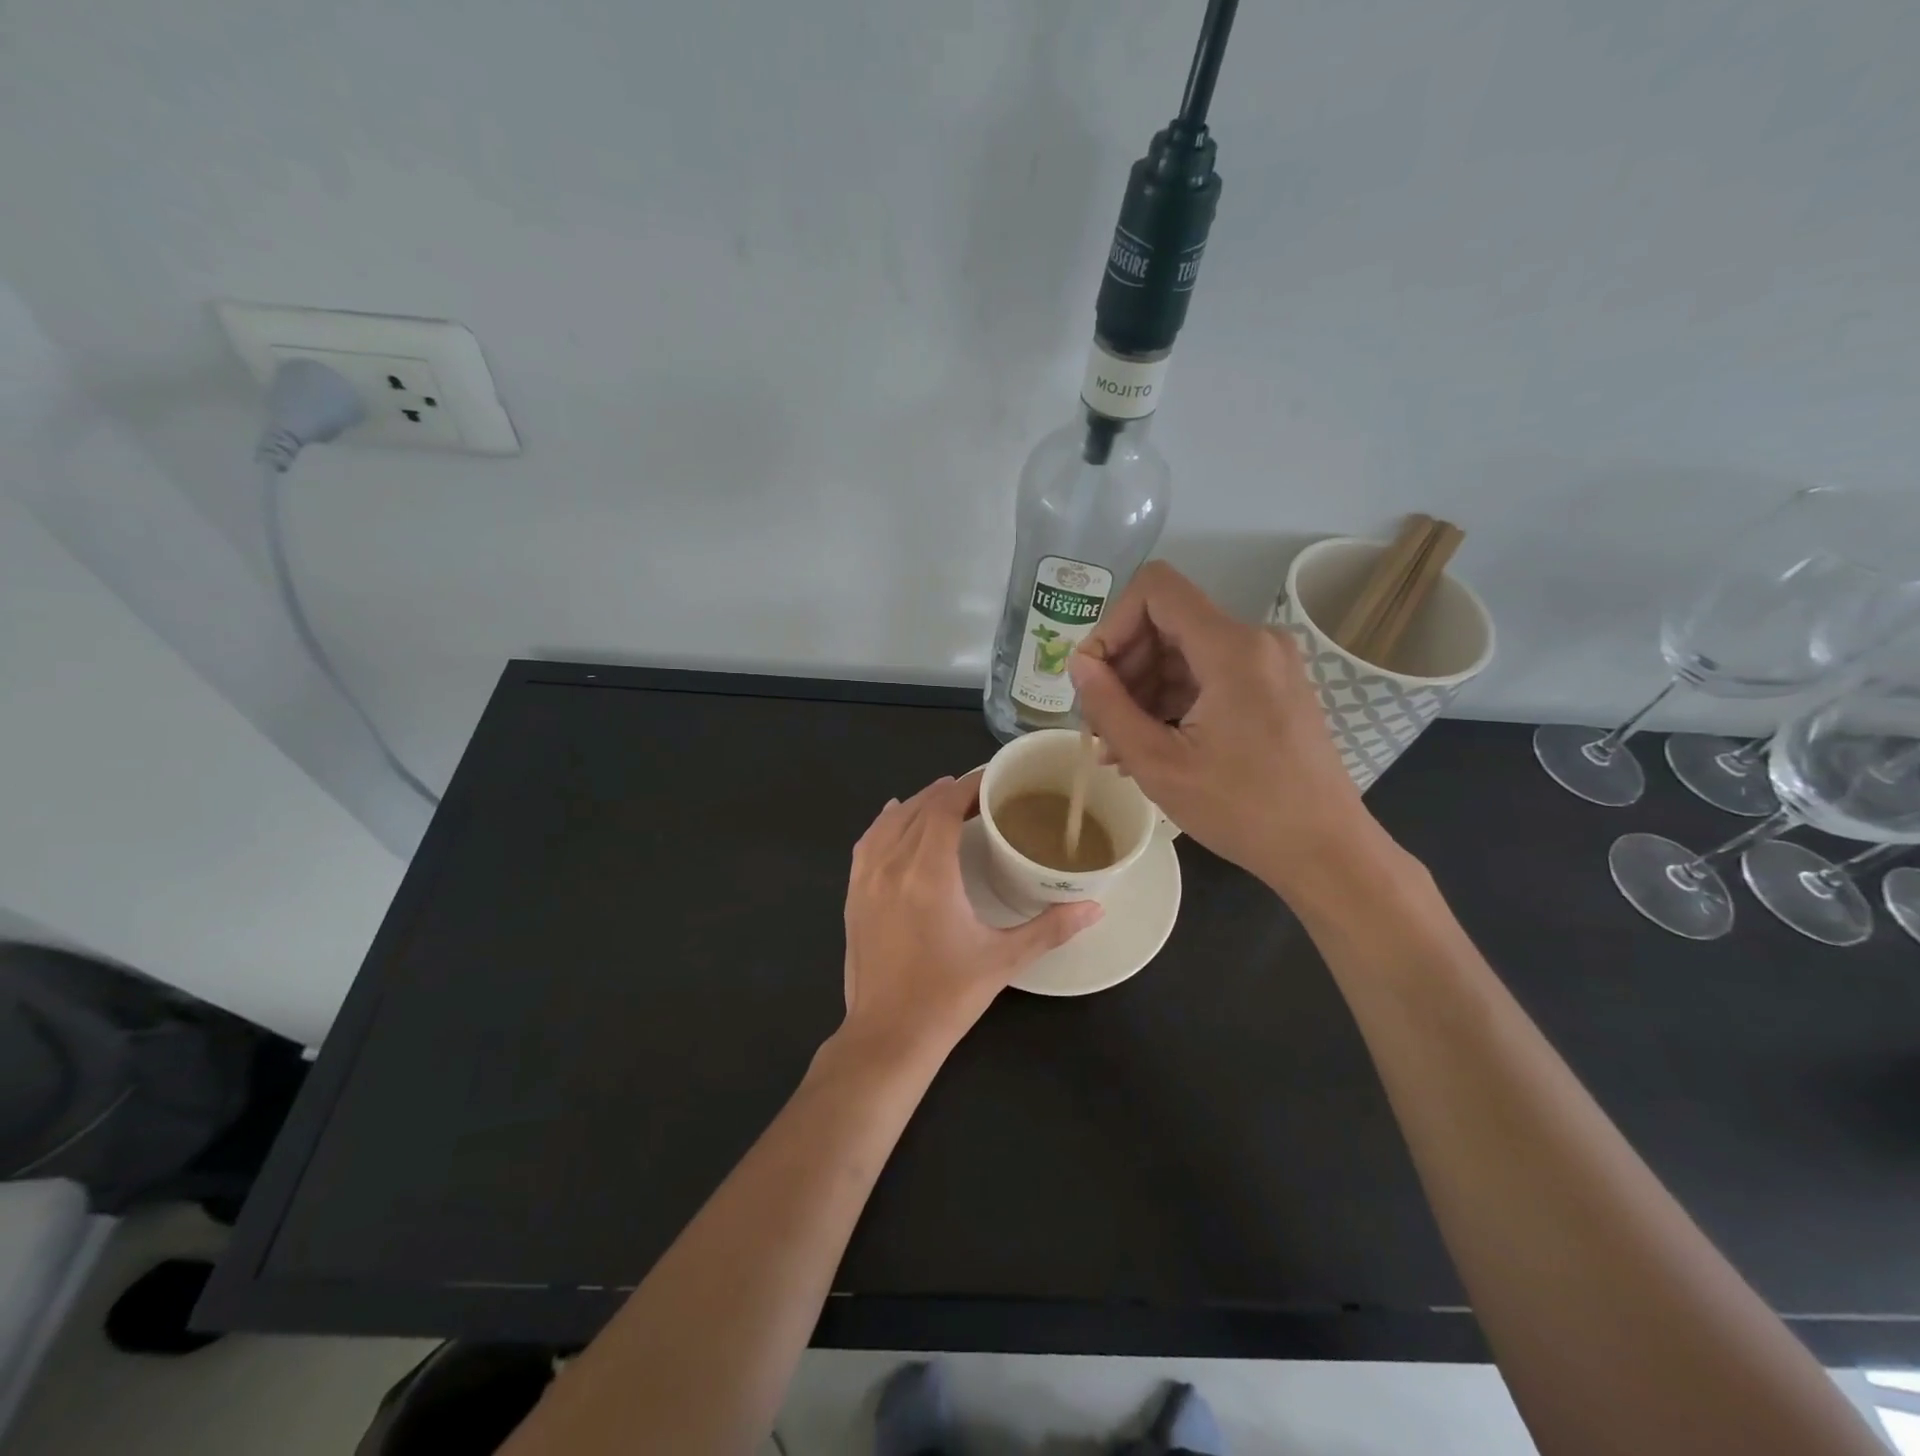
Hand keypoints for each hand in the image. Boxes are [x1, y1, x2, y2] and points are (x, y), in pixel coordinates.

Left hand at [841, 772, 1099, 1052]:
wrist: (887, 1037)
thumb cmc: (948, 997)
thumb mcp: (1004, 960)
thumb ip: (1051, 929)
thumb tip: (1095, 907)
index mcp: (928, 874)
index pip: (943, 808)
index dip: (967, 786)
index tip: (992, 779)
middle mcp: (891, 866)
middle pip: (918, 809)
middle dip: (948, 792)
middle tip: (980, 793)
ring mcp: (865, 880)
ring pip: (889, 822)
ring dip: (917, 804)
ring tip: (944, 798)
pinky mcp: (852, 896)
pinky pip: (866, 844)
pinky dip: (884, 823)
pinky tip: (894, 818)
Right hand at [1067, 561, 1393, 905]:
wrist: (1324, 850)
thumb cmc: (1241, 810)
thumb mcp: (1158, 763)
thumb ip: (1109, 706)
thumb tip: (1078, 663)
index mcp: (1231, 647)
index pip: (1155, 589)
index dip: (1111, 624)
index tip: (1094, 678)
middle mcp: (1254, 640)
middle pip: (1165, 623)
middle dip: (1123, 668)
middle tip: (1099, 725)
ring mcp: (1266, 663)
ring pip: (1182, 652)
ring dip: (1142, 692)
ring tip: (1118, 748)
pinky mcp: (1271, 686)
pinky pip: (1207, 675)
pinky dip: (1172, 702)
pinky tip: (1151, 746)